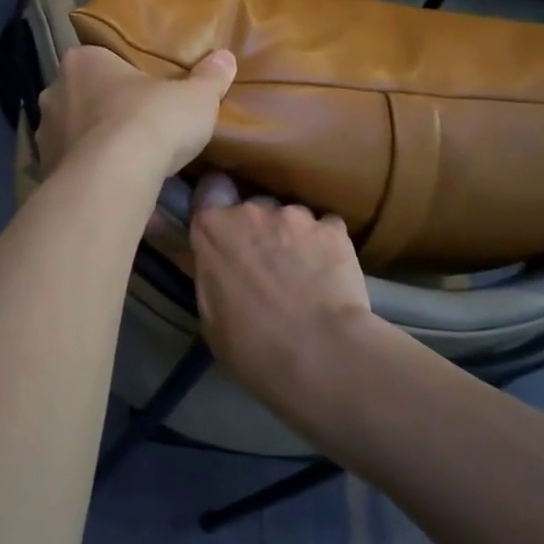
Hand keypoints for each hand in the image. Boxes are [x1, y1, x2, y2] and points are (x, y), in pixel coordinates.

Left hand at [35, 45, 236, 181]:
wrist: (113, 180)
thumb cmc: (151, 122)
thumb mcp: (195, 98)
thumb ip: (210, 77)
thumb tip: (226, 58)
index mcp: (83, 61)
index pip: (101, 59)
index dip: (123, 75)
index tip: (144, 91)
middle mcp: (54, 92)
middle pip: (83, 96)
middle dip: (106, 110)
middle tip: (138, 126)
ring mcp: (44, 134)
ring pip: (74, 134)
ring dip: (94, 145)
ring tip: (127, 163)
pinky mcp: (45, 171)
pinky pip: (71, 169)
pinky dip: (90, 175)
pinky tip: (114, 188)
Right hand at [189, 174, 374, 419]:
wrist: (320, 355)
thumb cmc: (252, 346)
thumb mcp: (210, 317)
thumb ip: (212, 276)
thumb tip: (221, 269)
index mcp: (212, 229)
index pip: (210, 188)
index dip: (218, 202)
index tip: (224, 226)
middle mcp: (251, 211)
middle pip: (253, 207)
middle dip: (258, 230)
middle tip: (267, 265)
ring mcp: (296, 216)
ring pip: (292, 218)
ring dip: (293, 238)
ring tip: (305, 274)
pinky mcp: (333, 229)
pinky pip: (326, 230)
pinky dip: (326, 247)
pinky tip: (331, 275)